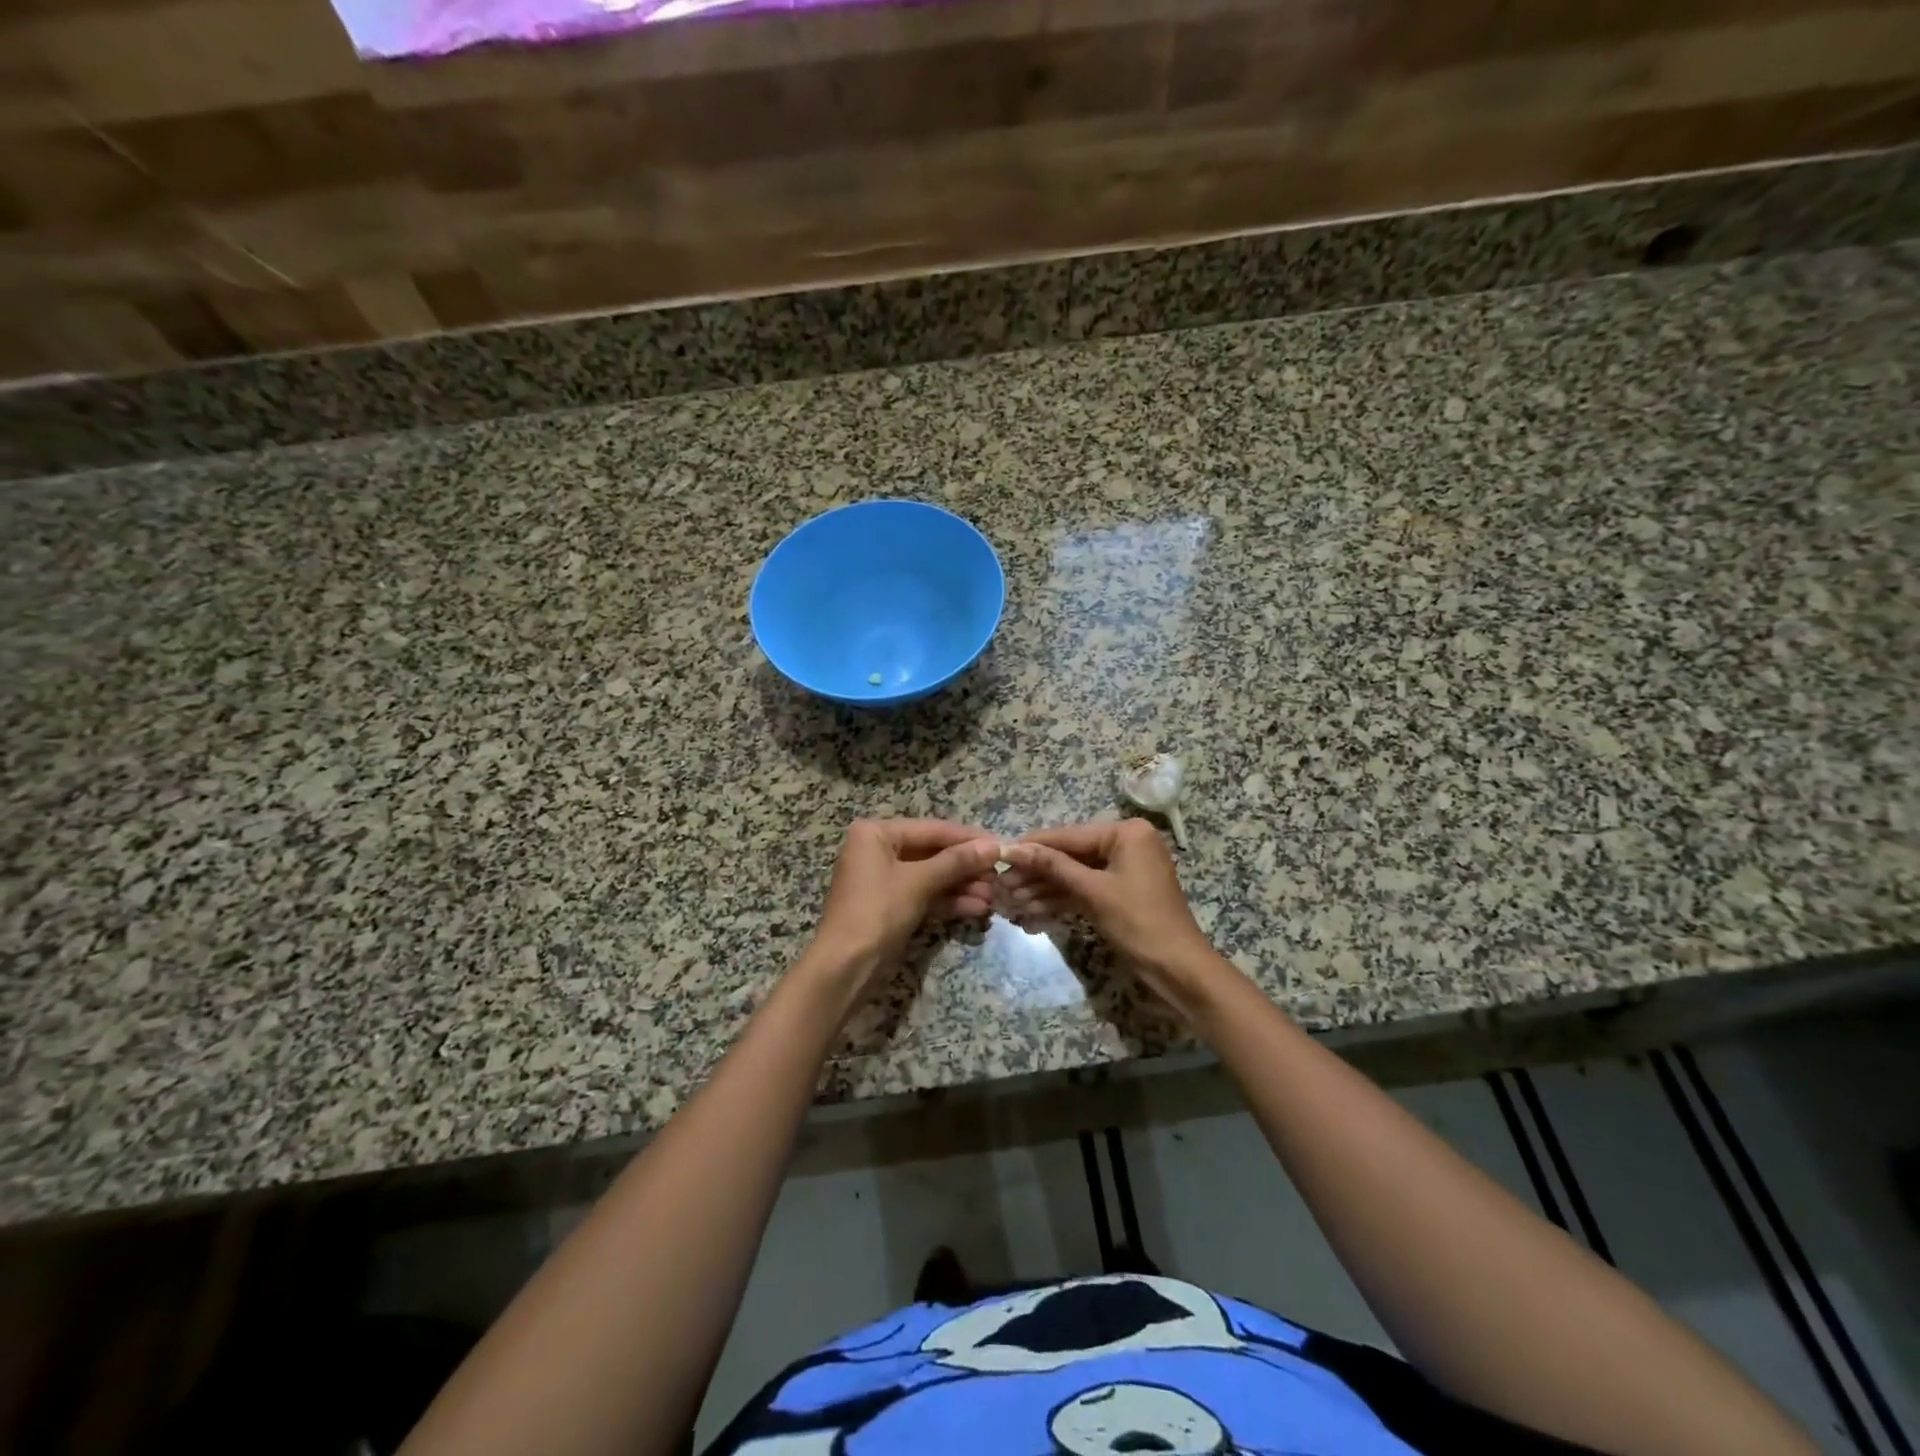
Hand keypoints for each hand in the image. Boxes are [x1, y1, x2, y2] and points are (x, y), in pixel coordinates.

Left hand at [810, 818, 1000, 979]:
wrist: (845, 967)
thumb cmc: (877, 911)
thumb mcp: (918, 882)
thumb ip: (957, 862)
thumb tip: (993, 846)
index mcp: (876, 833)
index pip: (932, 830)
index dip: (967, 838)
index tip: (1000, 844)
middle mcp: (878, 850)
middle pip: (933, 853)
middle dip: (966, 867)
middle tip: (999, 875)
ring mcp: (884, 880)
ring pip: (932, 876)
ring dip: (962, 886)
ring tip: (994, 896)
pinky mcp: (891, 906)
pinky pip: (925, 896)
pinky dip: (949, 901)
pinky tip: (978, 908)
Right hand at [1002, 819, 1222, 1009]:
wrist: (1179, 970)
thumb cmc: (1138, 922)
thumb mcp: (1092, 891)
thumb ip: (1053, 866)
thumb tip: (1014, 848)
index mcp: (1127, 833)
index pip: (1070, 836)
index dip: (1034, 847)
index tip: (1001, 853)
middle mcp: (1127, 843)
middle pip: (1071, 855)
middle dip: (1037, 873)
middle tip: (1003, 885)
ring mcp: (1125, 869)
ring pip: (1076, 874)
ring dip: (1045, 889)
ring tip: (1012, 902)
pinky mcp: (1122, 893)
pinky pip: (1086, 889)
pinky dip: (1063, 900)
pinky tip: (1033, 910)